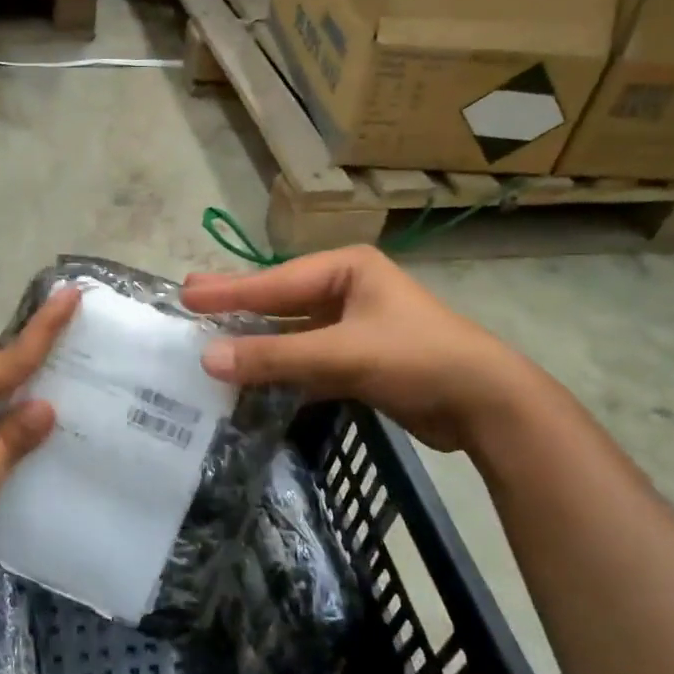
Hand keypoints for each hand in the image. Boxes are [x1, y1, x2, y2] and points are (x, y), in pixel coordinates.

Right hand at [182, 246, 530, 452]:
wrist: (486, 404)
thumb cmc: (416, 358)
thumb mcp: (341, 353)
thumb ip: (275, 357)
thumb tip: (207, 360)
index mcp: (348, 269)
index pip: (276, 280)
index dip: (230, 290)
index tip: (186, 293)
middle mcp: (349, 290)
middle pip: (281, 300)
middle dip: (238, 306)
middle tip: (191, 302)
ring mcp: (355, 326)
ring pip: (294, 333)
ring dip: (258, 343)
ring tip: (213, 343)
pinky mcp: (360, 361)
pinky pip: (309, 360)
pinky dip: (282, 370)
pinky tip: (252, 379)